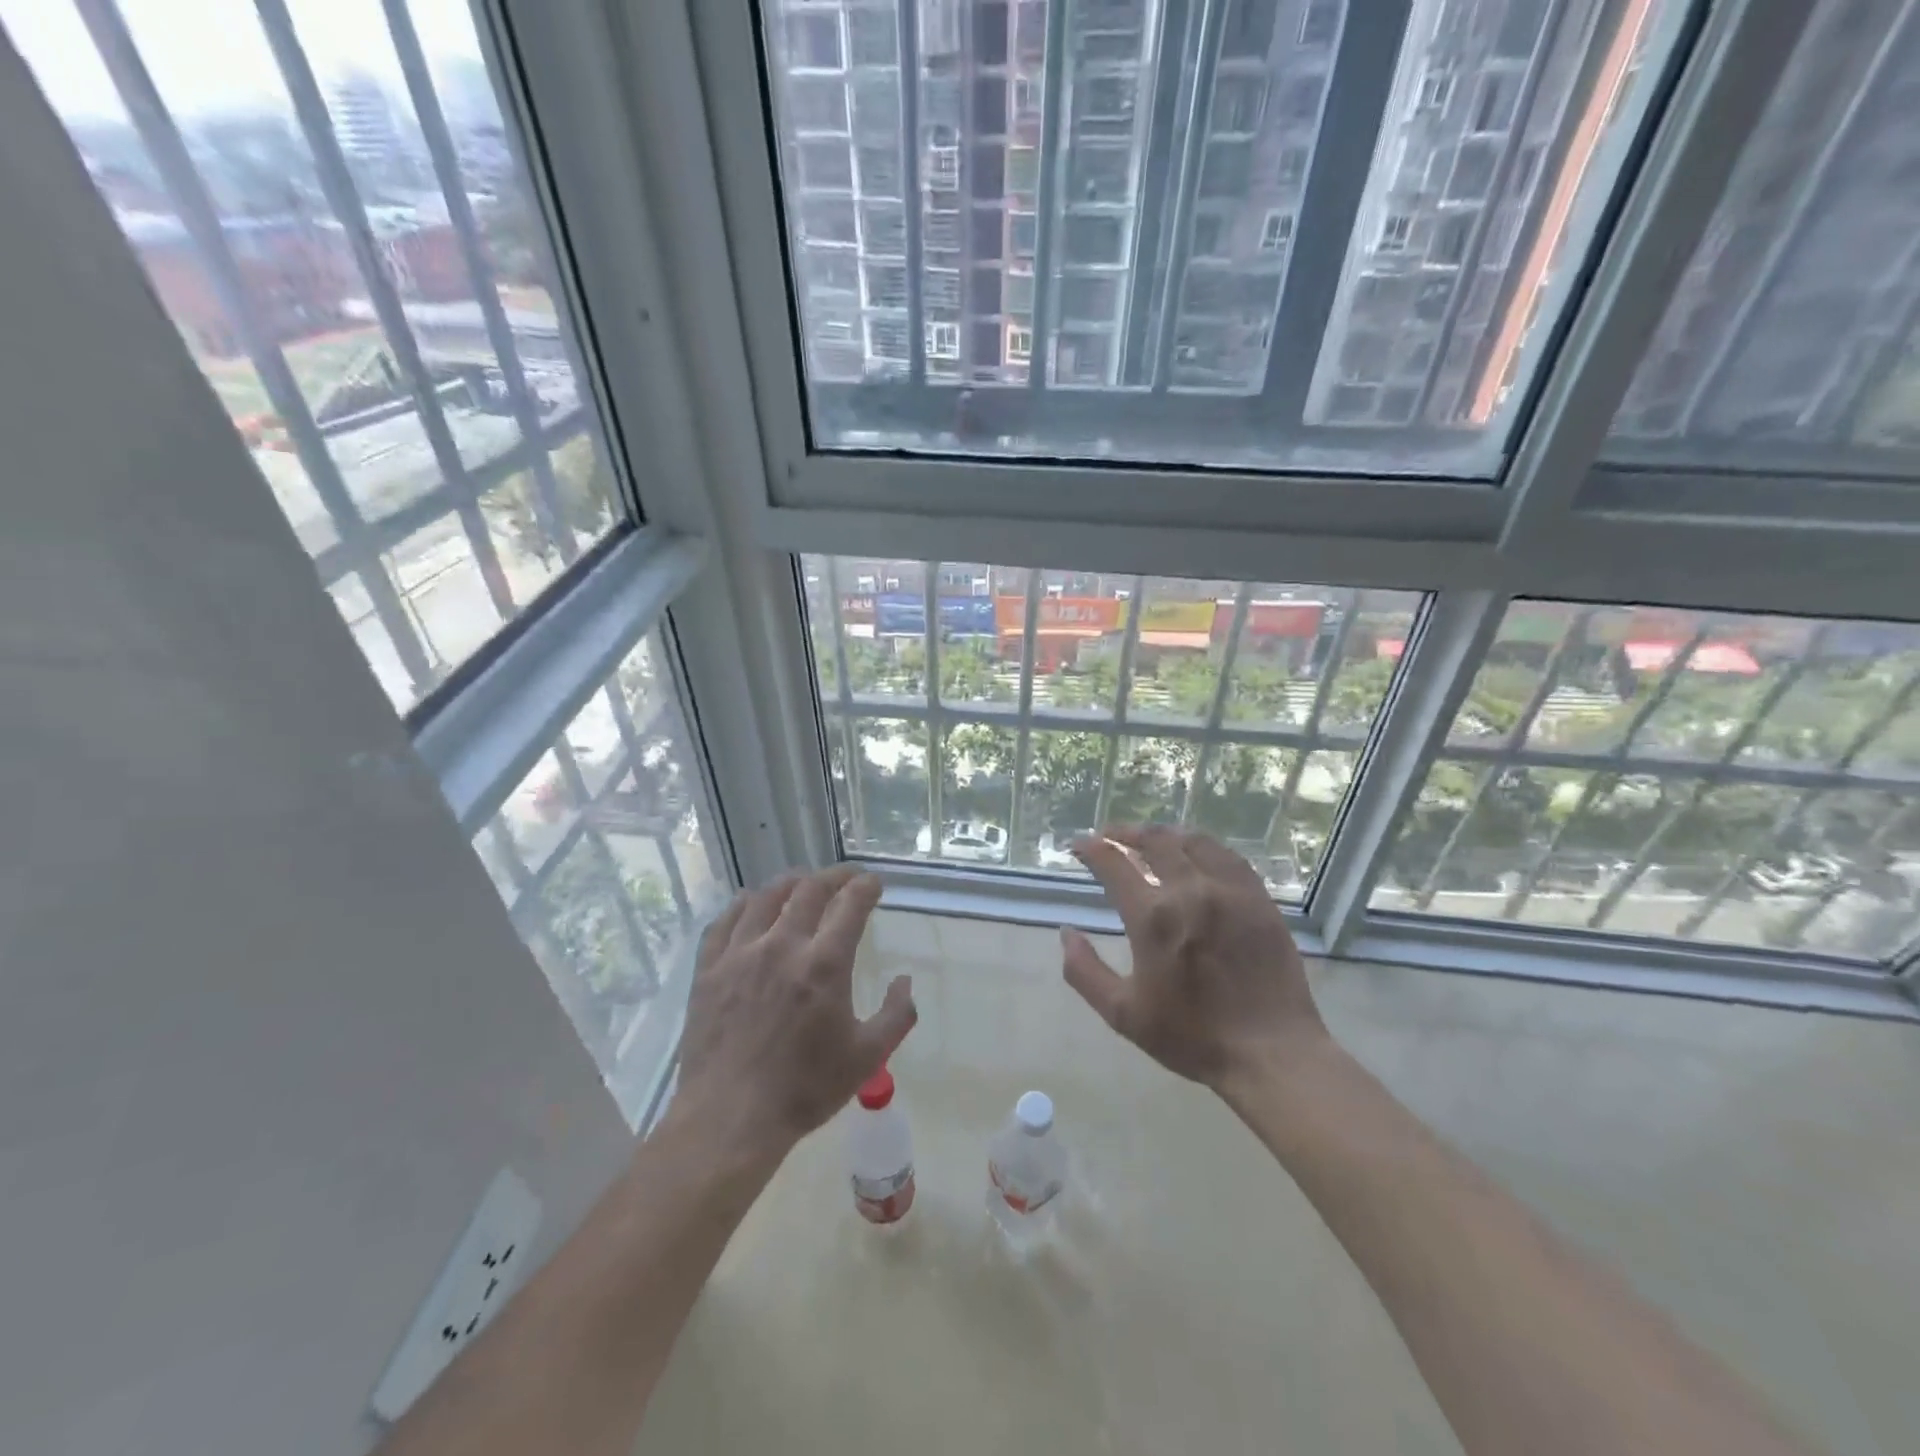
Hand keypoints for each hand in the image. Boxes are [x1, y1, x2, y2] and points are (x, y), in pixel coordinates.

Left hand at [672, 867, 914, 1158]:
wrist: (729, 1118)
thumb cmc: (804, 1089)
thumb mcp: (868, 1057)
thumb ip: (897, 1015)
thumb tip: (906, 981)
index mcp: (824, 964)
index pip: (850, 905)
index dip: (865, 887)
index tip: (873, 883)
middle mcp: (782, 946)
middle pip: (809, 890)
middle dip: (833, 876)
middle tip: (845, 877)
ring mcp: (740, 954)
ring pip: (765, 898)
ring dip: (790, 883)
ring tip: (802, 882)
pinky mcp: (709, 970)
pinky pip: (724, 921)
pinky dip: (743, 905)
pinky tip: (750, 904)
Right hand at [1061, 826, 1329, 1095]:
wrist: (1270, 1052)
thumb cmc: (1192, 1037)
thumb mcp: (1123, 1014)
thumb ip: (1085, 972)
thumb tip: (1066, 933)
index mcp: (1152, 918)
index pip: (1113, 864)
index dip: (1091, 848)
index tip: (1079, 845)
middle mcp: (1189, 891)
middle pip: (1153, 840)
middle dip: (1125, 833)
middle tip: (1110, 836)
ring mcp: (1229, 891)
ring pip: (1192, 841)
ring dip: (1164, 834)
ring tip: (1150, 838)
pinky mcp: (1258, 899)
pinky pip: (1228, 856)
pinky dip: (1203, 846)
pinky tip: (1197, 853)